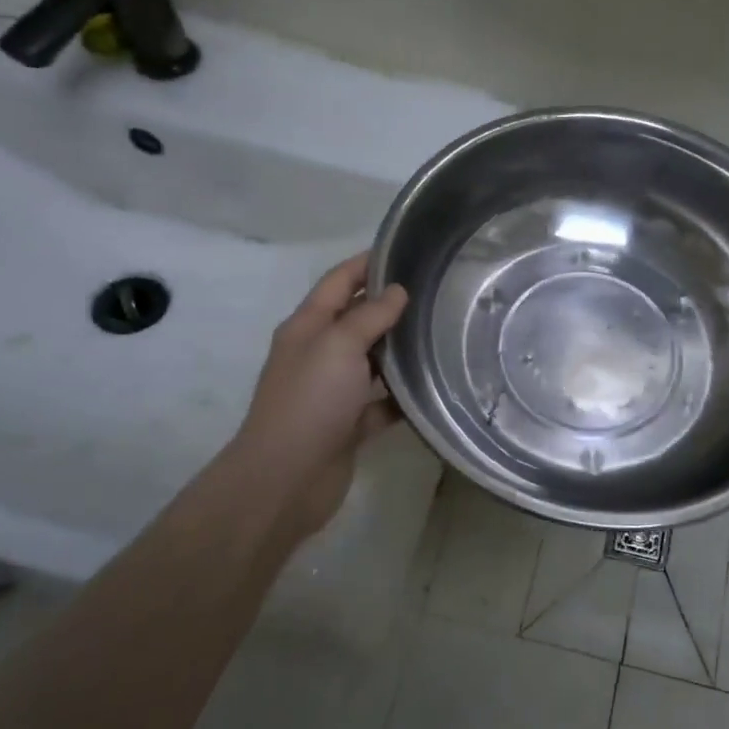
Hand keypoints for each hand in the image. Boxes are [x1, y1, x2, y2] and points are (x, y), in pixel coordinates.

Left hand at [229, 254, 407, 545]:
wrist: (286, 478)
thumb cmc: (311, 400)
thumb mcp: (339, 345)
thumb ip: (370, 315)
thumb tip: (398, 291)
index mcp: (308, 327)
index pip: (339, 281)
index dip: (367, 263)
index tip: (406, 250)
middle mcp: (319, 354)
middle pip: (357, 319)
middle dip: (391, 305)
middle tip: (436, 292)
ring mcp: (333, 391)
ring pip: (372, 361)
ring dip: (399, 350)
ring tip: (442, 334)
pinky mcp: (348, 423)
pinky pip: (381, 402)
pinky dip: (401, 397)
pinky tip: (433, 388)